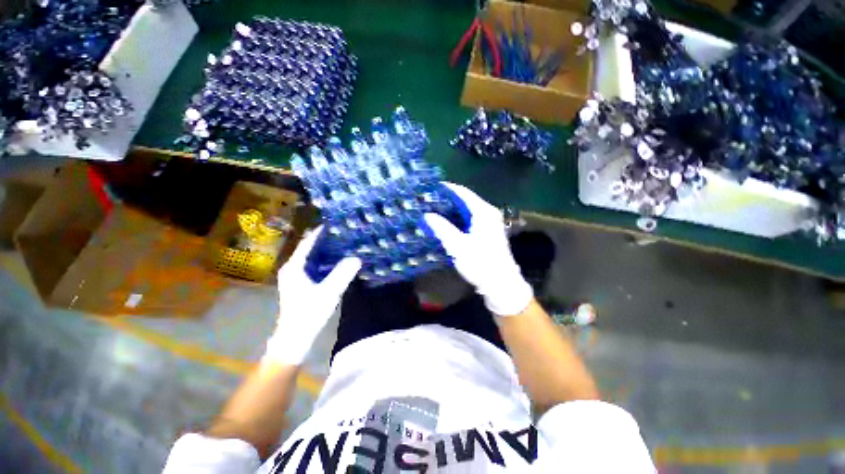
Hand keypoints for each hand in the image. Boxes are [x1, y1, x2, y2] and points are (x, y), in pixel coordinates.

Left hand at [264, 226, 360, 364]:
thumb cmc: (308, 314)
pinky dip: (325, 263)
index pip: (307, 243)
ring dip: (326, 252)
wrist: (295, 339)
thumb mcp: (328, 292)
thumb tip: (357, 257)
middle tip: (344, 234)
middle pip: (309, 249)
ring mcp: (296, 278)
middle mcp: (292, 269)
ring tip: (344, 245)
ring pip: (312, 259)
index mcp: (294, 267)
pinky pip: (314, 268)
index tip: (334, 223)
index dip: (320, 233)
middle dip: (325, 241)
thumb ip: (343, 274)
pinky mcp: (301, 286)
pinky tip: (338, 263)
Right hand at [423, 182, 532, 315]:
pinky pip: (470, 219)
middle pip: (465, 200)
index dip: (447, 188)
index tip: (431, 187)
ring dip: (452, 209)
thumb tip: (427, 215)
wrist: (500, 283)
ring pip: (467, 210)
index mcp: (483, 212)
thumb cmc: (480, 263)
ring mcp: (489, 223)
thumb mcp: (458, 245)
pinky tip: (446, 223)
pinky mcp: (487, 232)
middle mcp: (488, 213)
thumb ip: (442, 228)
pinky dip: (457, 218)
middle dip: (447, 199)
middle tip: (429, 200)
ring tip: (434, 210)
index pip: (463, 193)